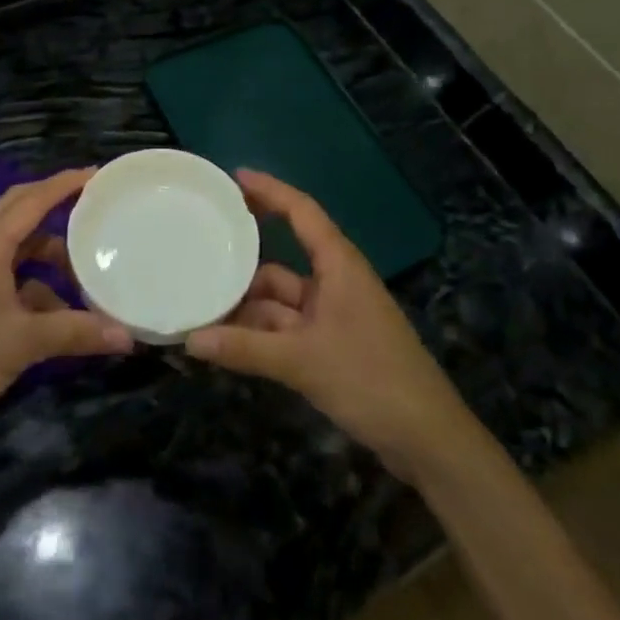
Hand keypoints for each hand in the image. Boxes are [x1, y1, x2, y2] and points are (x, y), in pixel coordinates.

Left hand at [0, 169, 133, 453]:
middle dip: (52, 204)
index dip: (63, 184)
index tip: (95, 174)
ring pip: (15, 247)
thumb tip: (128, 336)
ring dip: (47, 252)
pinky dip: (35, 284)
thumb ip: (78, 332)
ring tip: (84, 267)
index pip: (31, 200)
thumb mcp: (25, 342)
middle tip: (90, 203)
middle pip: (18, 211)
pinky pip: (9, 276)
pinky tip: (61, 310)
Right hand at [186, 170, 472, 479]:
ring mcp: (334, 315)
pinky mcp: (332, 345)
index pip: (301, 211)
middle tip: (201, 246)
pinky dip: (260, 333)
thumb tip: (190, 340)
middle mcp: (335, 282)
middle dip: (244, 259)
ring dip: (247, 305)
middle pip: (283, 258)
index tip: (233, 177)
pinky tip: (227, 342)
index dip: (269, 190)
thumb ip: (245, 349)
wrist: (430, 441)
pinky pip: (286, 327)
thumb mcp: (302, 362)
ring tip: (202, 305)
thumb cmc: (371, 380)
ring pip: (281, 299)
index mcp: (339, 265)